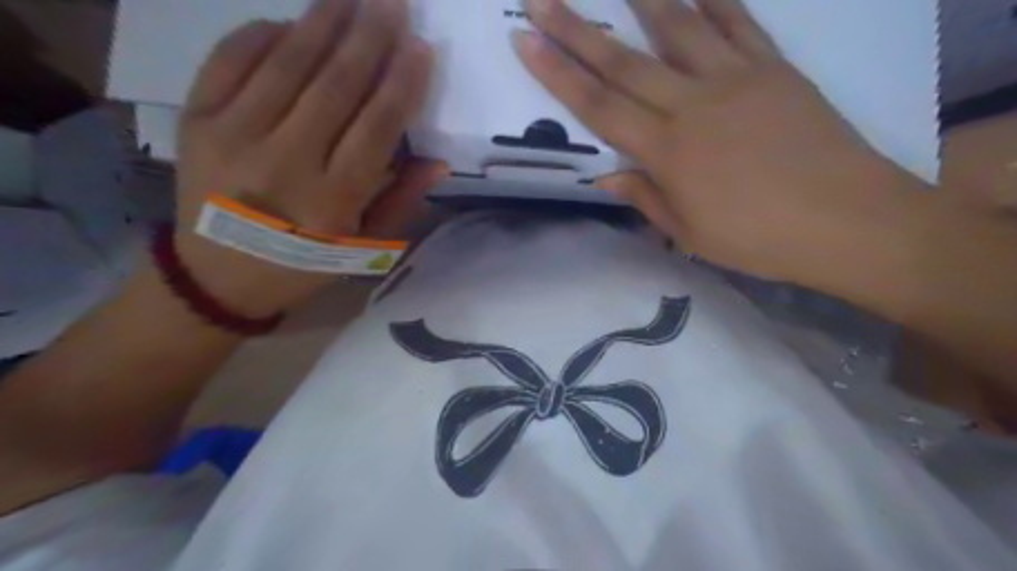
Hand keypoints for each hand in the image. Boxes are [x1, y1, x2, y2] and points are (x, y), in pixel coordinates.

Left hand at [174, 1, 446, 318]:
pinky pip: (232, 59)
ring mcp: (234, 134)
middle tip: (392, 3)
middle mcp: (285, 161)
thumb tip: (439, 161)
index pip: (376, 126)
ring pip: (288, 63)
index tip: (421, 48)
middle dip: (370, 38)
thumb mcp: (362, 245)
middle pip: (335, 85)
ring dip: (324, 22)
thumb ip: (401, 201)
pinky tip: (291, 24)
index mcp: (332, 198)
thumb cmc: (303, 263)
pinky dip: (263, 34)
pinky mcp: (196, 119)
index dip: (401, 83)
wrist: (216, 276)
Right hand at [517, 0, 921, 279]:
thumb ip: (645, 197)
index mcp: (668, 152)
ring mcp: (737, 80)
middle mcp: (693, 106)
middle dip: (576, 29)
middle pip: (625, 62)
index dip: (557, 74)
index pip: (599, 107)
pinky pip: (740, 24)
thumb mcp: (690, 233)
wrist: (847, 220)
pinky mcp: (775, 69)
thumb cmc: (759, 238)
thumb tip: (605, 177)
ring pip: (680, 29)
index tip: (525, 42)